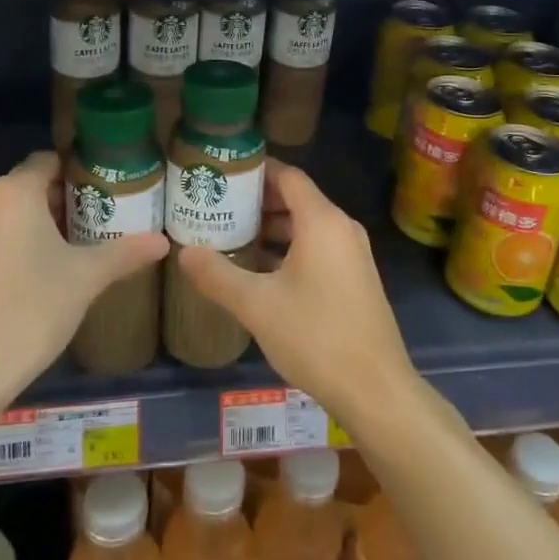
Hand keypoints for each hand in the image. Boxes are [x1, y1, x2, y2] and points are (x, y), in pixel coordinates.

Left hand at [0, 152, 167, 398]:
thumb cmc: (31, 309)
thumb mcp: (86, 278)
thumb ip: (125, 252)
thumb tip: (162, 242)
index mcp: (13, 191)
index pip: (48, 161)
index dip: (76, 173)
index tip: (101, 193)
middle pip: (26, 188)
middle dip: (57, 203)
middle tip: (91, 226)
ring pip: (3, 215)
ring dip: (31, 227)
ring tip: (64, 254)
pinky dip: (6, 248)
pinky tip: (29, 279)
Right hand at [176, 161, 415, 426]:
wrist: (375, 390)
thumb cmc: (316, 336)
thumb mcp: (257, 306)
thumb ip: (217, 275)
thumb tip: (183, 253)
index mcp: (322, 221)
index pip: (288, 176)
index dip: (256, 170)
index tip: (223, 173)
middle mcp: (341, 229)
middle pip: (297, 199)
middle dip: (257, 201)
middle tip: (218, 206)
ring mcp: (352, 255)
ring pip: (307, 227)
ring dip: (272, 228)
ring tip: (231, 236)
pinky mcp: (355, 279)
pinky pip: (318, 248)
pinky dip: (289, 249)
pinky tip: (259, 271)